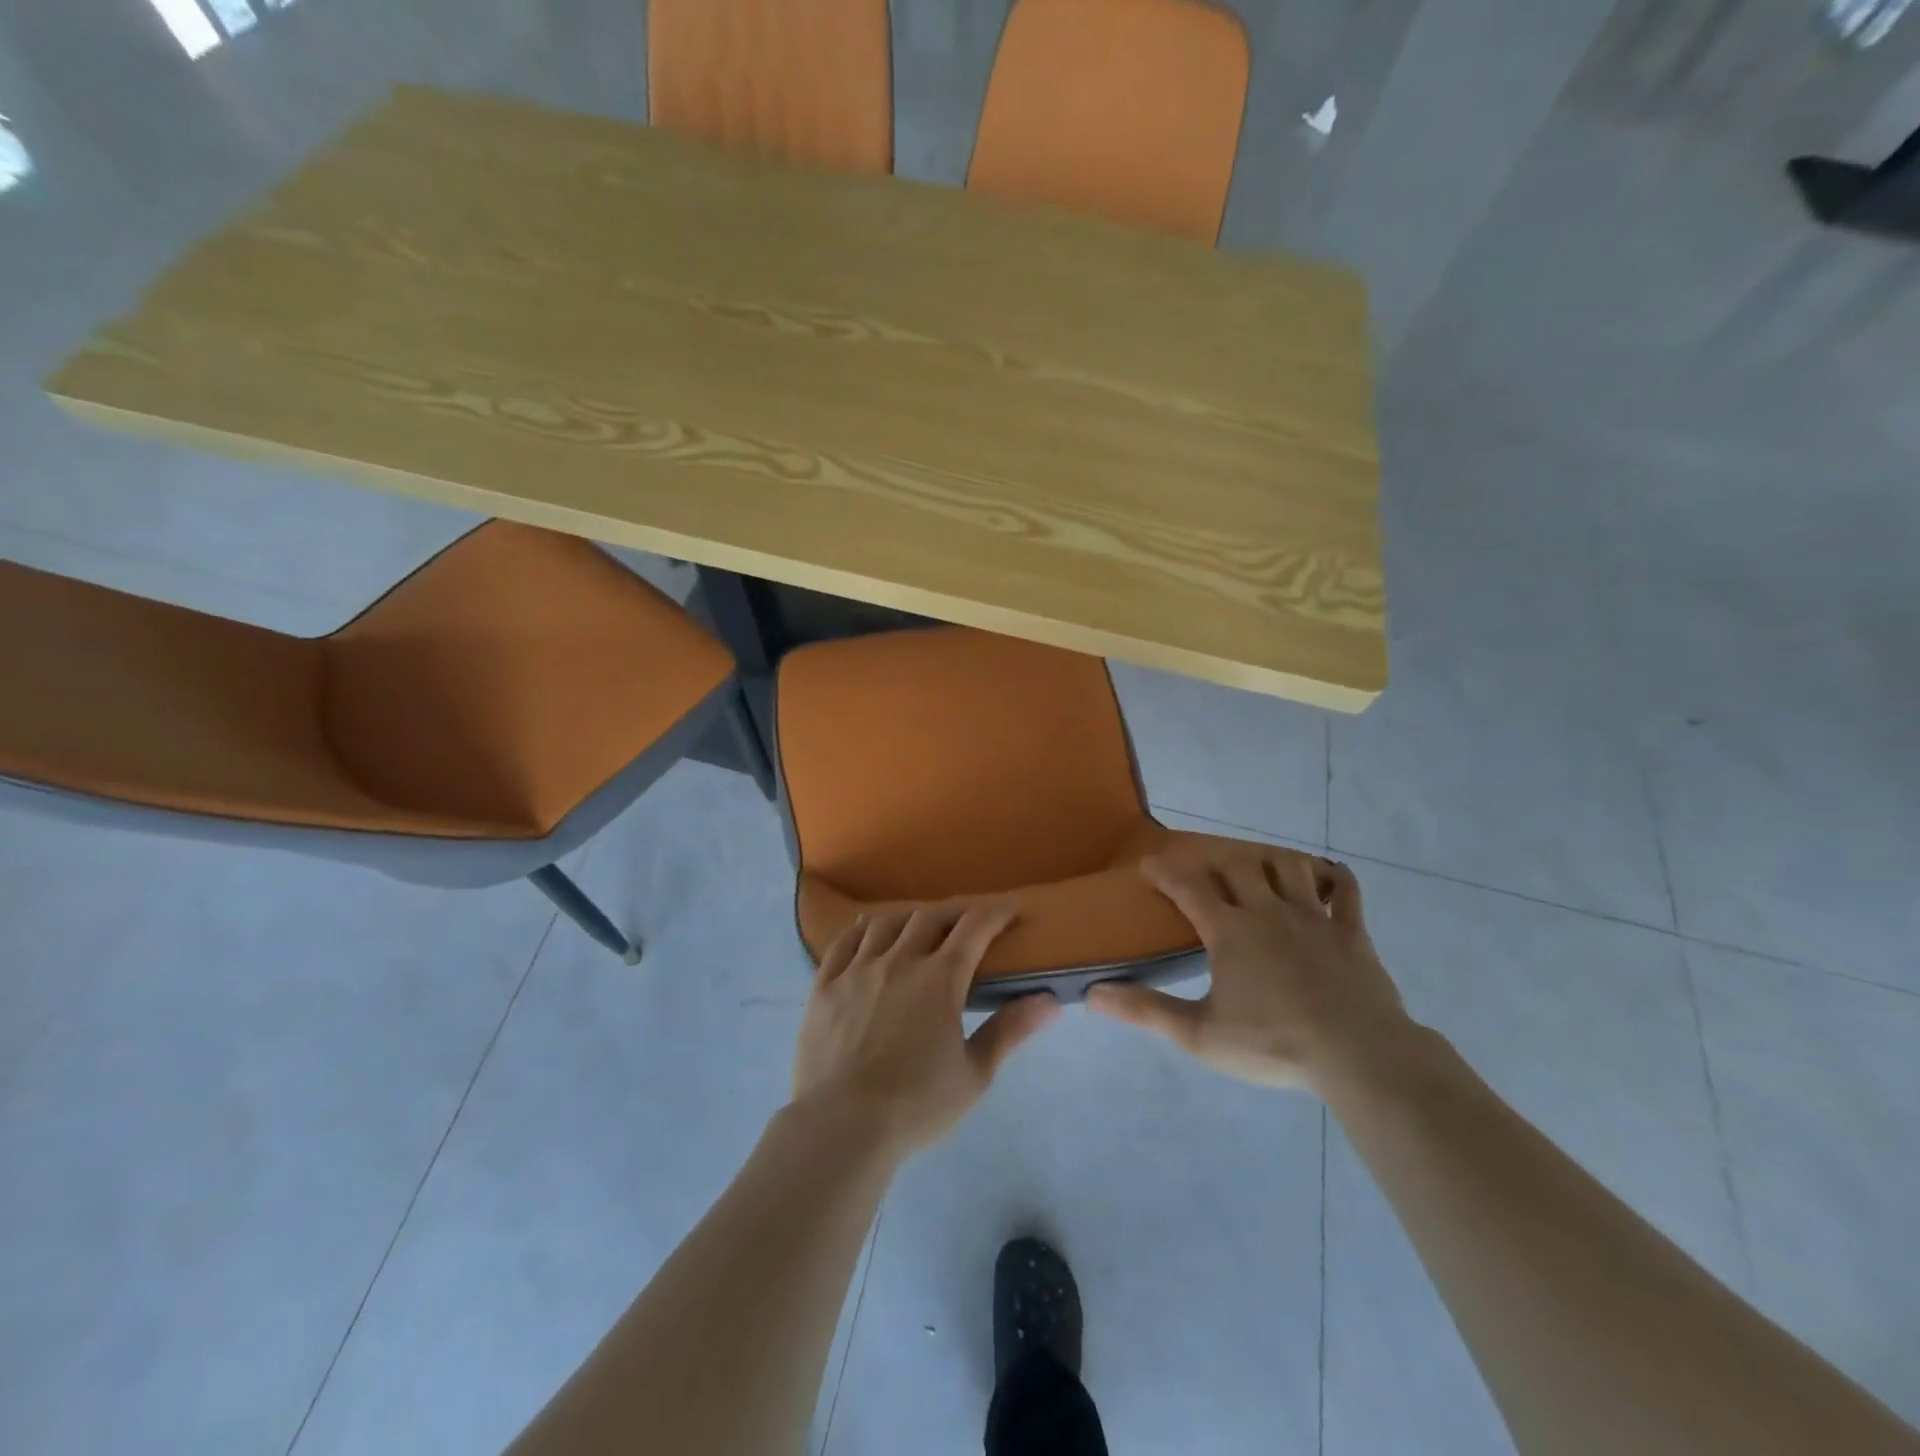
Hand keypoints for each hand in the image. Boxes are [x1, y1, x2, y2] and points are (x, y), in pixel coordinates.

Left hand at [791, 902, 1059, 1154]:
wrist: (841, 1125)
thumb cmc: (916, 1104)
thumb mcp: (974, 1074)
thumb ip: (1009, 1030)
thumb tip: (1050, 1001)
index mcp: (940, 979)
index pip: (974, 928)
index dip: (995, 912)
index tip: (1009, 907)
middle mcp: (899, 961)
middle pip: (930, 918)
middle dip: (954, 912)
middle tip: (968, 919)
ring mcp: (857, 970)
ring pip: (886, 924)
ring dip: (909, 917)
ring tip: (919, 924)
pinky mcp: (824, 986)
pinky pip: (843, 943)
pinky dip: (861, 930)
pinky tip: (867, 931)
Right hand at [1088, 847, 1410, 1091]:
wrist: (1358, 1055)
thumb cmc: (1273, 1043)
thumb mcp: (1200, 1034)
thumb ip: (1147, 1011)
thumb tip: (1093, 994)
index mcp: (1230, 931)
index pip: (1188, 887)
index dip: (1165, 872)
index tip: (1149, 863)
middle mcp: (1268, 911)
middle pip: (1238, 865)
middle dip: (1216, 860)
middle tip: (1206, 868)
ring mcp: (1313, 918)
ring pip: (1289, 867)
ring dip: (1270, 861)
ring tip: (1261, 870)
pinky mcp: (1351, 932)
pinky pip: (1345, 892)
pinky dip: (1335, 879)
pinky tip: (1327, 879)